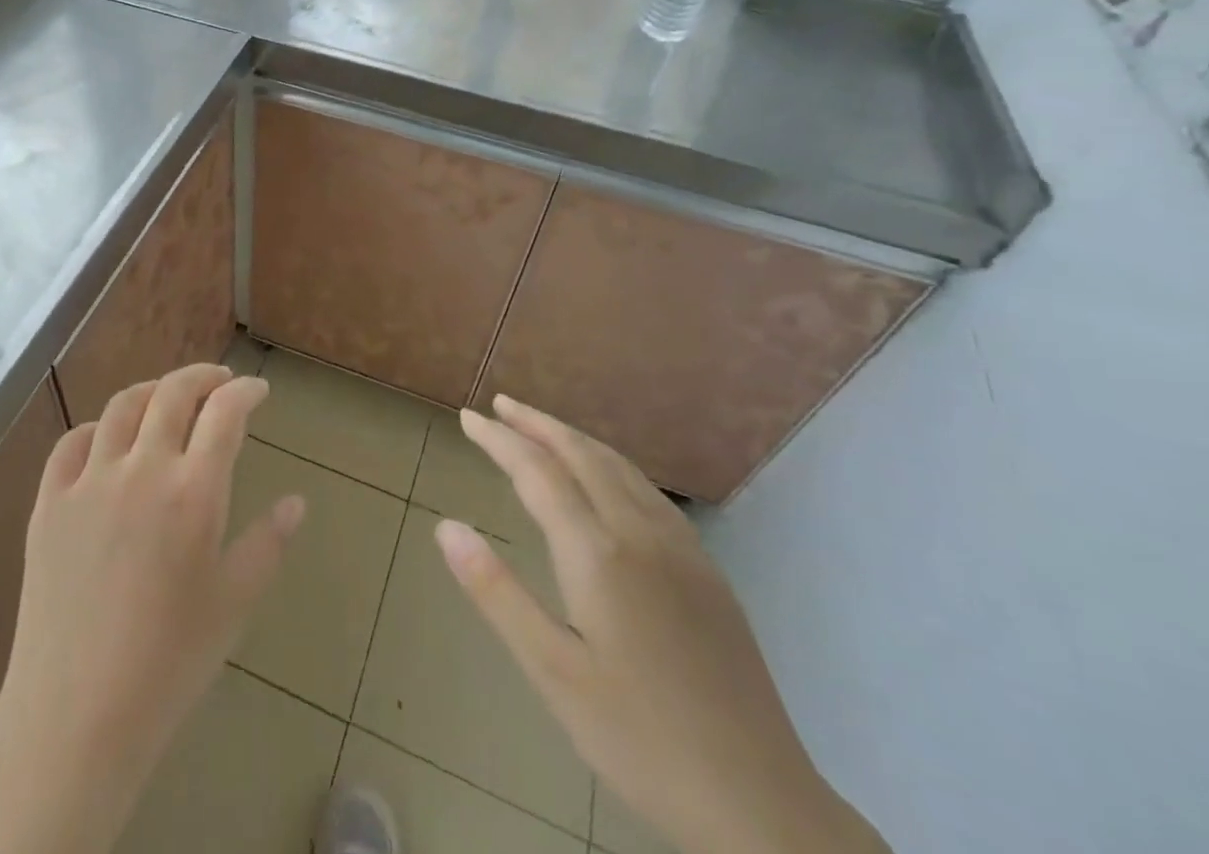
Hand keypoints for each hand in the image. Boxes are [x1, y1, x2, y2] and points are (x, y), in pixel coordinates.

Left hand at [0, 363, 303, 853]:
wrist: (76, 717)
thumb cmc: (169, 663)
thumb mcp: (234, 603)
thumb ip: (267, 543)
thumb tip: (296, 502)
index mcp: (193, 492)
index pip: (225, 414)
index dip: (246, 392)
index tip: (258, 391)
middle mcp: (141, 469)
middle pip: (172, 393)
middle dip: (202, 377)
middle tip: (220, 382)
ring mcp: (89, 482)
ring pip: (121, 407)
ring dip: (152, 392)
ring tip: (168, 400)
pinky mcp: (48, 503)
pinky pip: (70, 443)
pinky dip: (96, 428)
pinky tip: (106, 441)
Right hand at [436, 396, 888, 853]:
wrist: (760, 803)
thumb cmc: (640, 739)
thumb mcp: (553, 673)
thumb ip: (497, 592)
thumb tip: (447, 528)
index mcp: (598, 553)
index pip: (537, 472)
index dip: (499, 440)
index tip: (468, 418)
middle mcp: (640, 532)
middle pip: (581, 454)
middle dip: (537, 423)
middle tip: (500, 404)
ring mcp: (680, 548)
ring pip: (619, 466)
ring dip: (574, 438)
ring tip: (542, 428)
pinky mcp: (706, 569)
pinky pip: (648, 489)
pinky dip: (611, 463)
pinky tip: (606, 478)